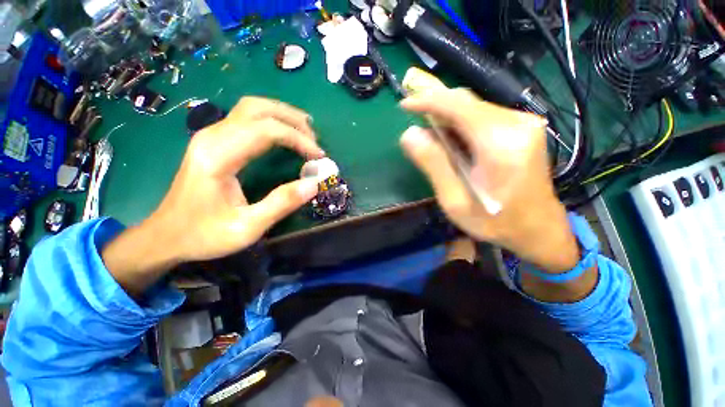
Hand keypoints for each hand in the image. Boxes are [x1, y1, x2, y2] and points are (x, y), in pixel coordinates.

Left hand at [103, 97, 324, 294]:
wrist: (166, 235)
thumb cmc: (204, 234)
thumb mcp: (247, 228)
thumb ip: (281, 204)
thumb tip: (313, 184)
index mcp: (218, 157)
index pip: (265, 130)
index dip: (298, 139)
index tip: (318, 156)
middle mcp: (212, 137)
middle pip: (258, 109)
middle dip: (293, 121)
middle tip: (315, 142)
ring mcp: (211, 135)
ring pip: (252, 108)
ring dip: (283, 116)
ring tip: (306, 133)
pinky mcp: (214, 140)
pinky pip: (247, 118)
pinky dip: (272, 120)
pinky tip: (286, 132)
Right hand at [400, 89, 578, 273]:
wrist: (538, 229)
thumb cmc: (494, 221)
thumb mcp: (455, 200)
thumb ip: (434, 165)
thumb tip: (409, 135)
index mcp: (500, 143)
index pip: (458, 106)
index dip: (427, 101)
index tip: (404, 106)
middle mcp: (517, 123)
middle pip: (467, 102)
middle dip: (436, 108)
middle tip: (414, 124)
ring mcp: (524, 123)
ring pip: (474, 108)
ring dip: (447, 118)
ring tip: (432, 139)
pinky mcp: (523, 128)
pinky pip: (483, 117)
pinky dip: (461, 124)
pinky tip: (453, 143)